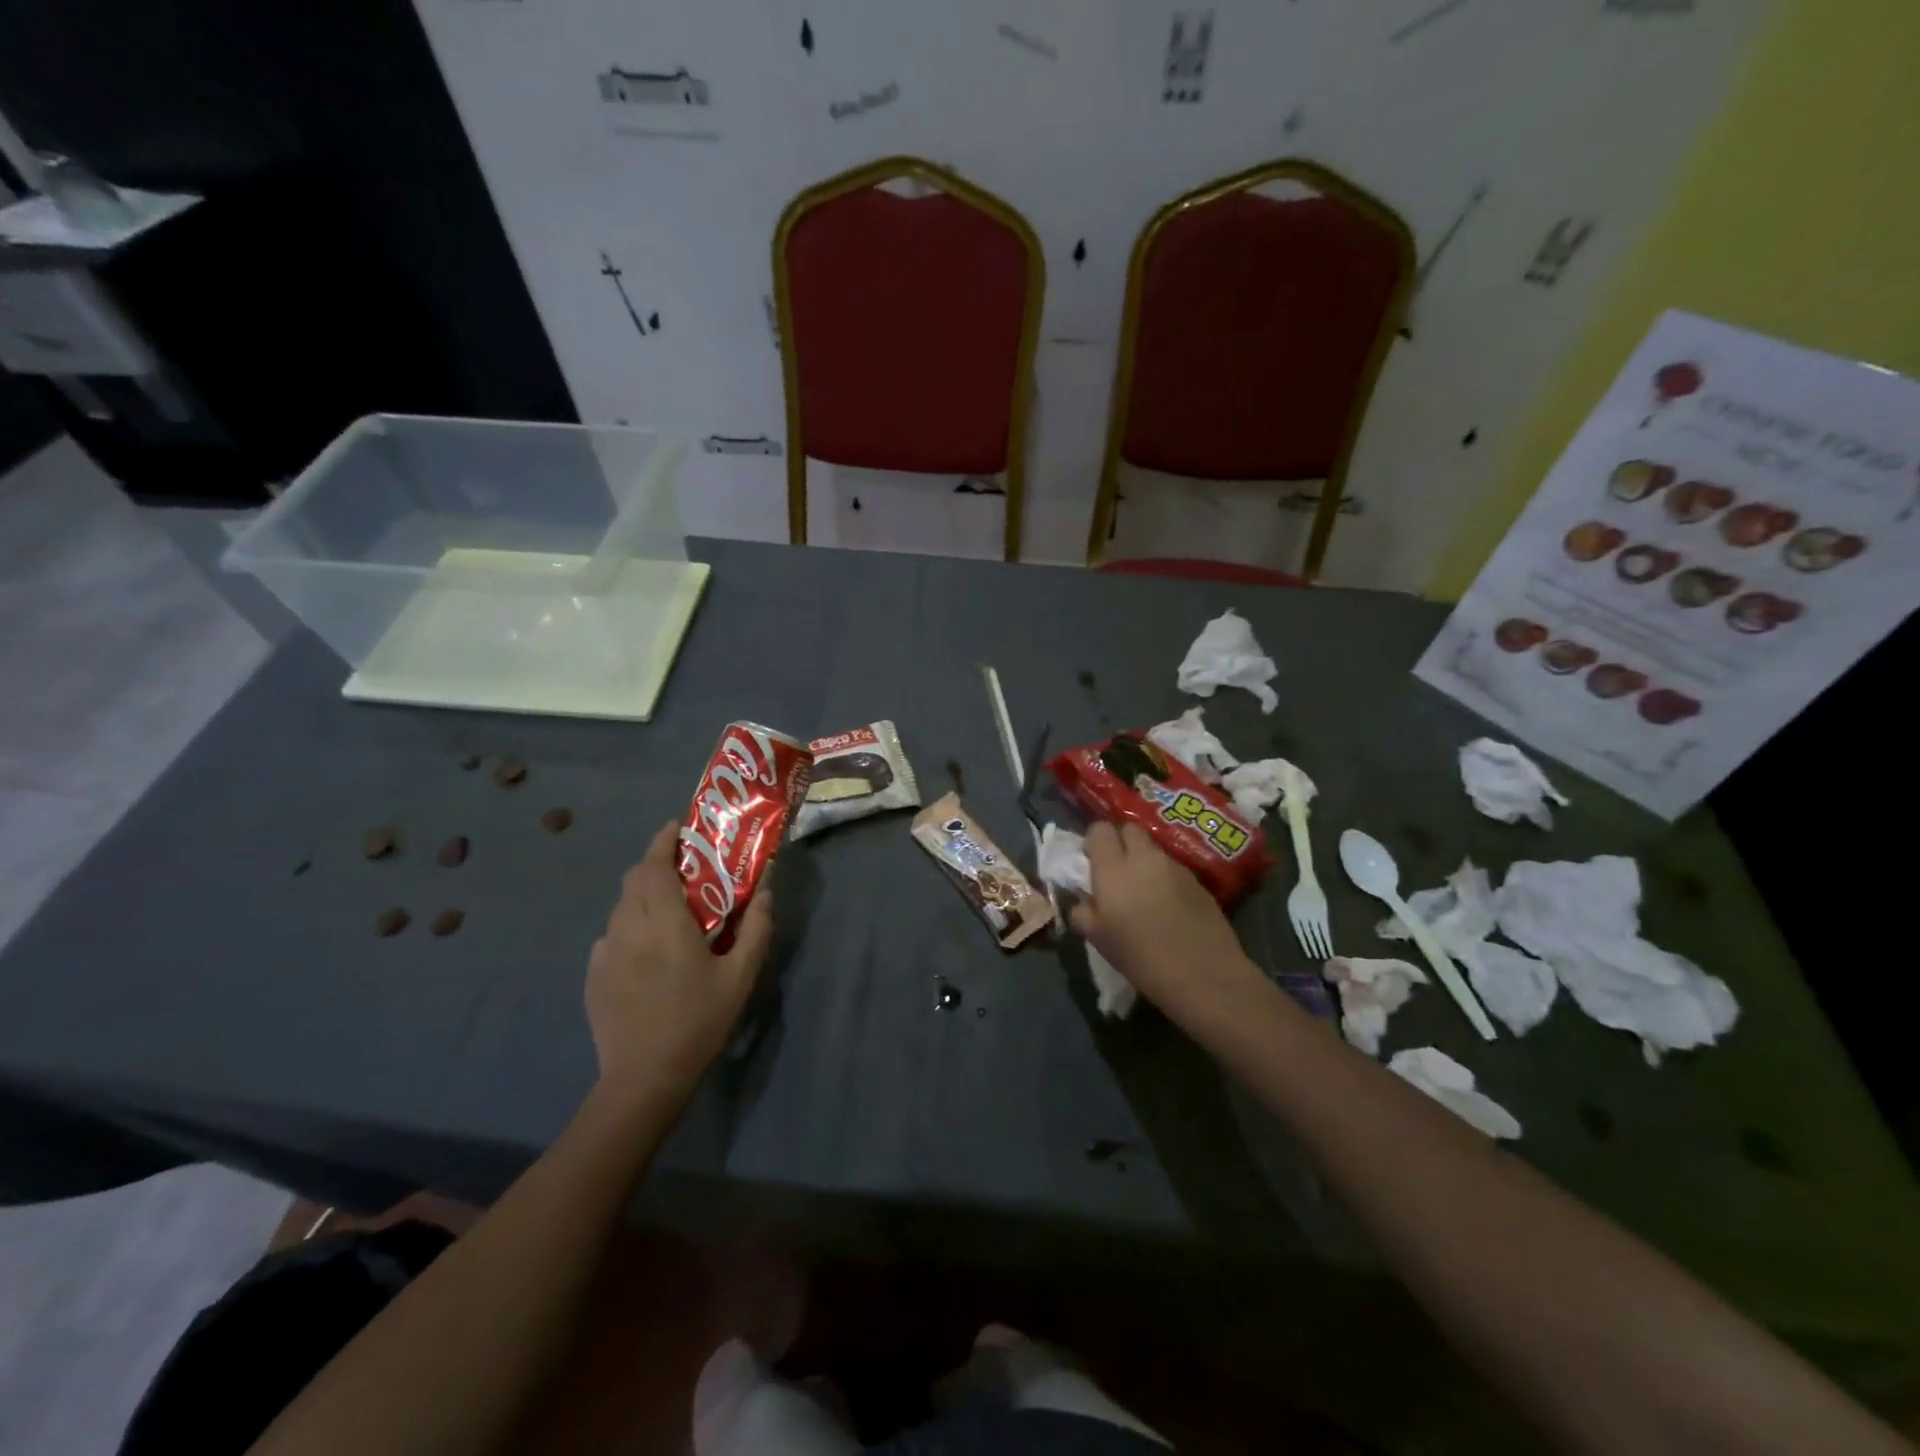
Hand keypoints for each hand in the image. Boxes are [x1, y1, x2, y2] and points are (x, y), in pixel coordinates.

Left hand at [585, 820, 772, 1104]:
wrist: (644, 1078)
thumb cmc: (699, 1022)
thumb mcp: (740, 977)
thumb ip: (756, 929)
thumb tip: (766, 892)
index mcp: (665, 926)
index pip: (654, 868)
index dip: (663, 841)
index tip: (678, 827)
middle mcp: (628, 930)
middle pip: (634, 880)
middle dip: (654, 863)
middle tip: (682, 865)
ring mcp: (605, 953)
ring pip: (621, 906)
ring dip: (642, 894)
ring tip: (668, 906)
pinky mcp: (594, 976)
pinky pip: (612, 935)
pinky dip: (630, 925)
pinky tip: (648, 949)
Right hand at [1070, 821, 1265, 1032]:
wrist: (1203, 973)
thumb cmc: (1141, 957)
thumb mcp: (1098, 939)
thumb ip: (1083, 912)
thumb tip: (1082, 901)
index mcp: (1113, 869)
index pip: (1100, 829)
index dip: (1094, 840)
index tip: (1093, 861)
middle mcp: (1144, 858)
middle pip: (1130, 829)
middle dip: (1121, 841)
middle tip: (1118, 869)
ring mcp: (1174, 866)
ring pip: (1153, 849)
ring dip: (1144, 861)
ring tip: (1145, 891)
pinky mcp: (1197, 880)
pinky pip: (1173, 867)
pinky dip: (1165, 877)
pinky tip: (1169, 905)